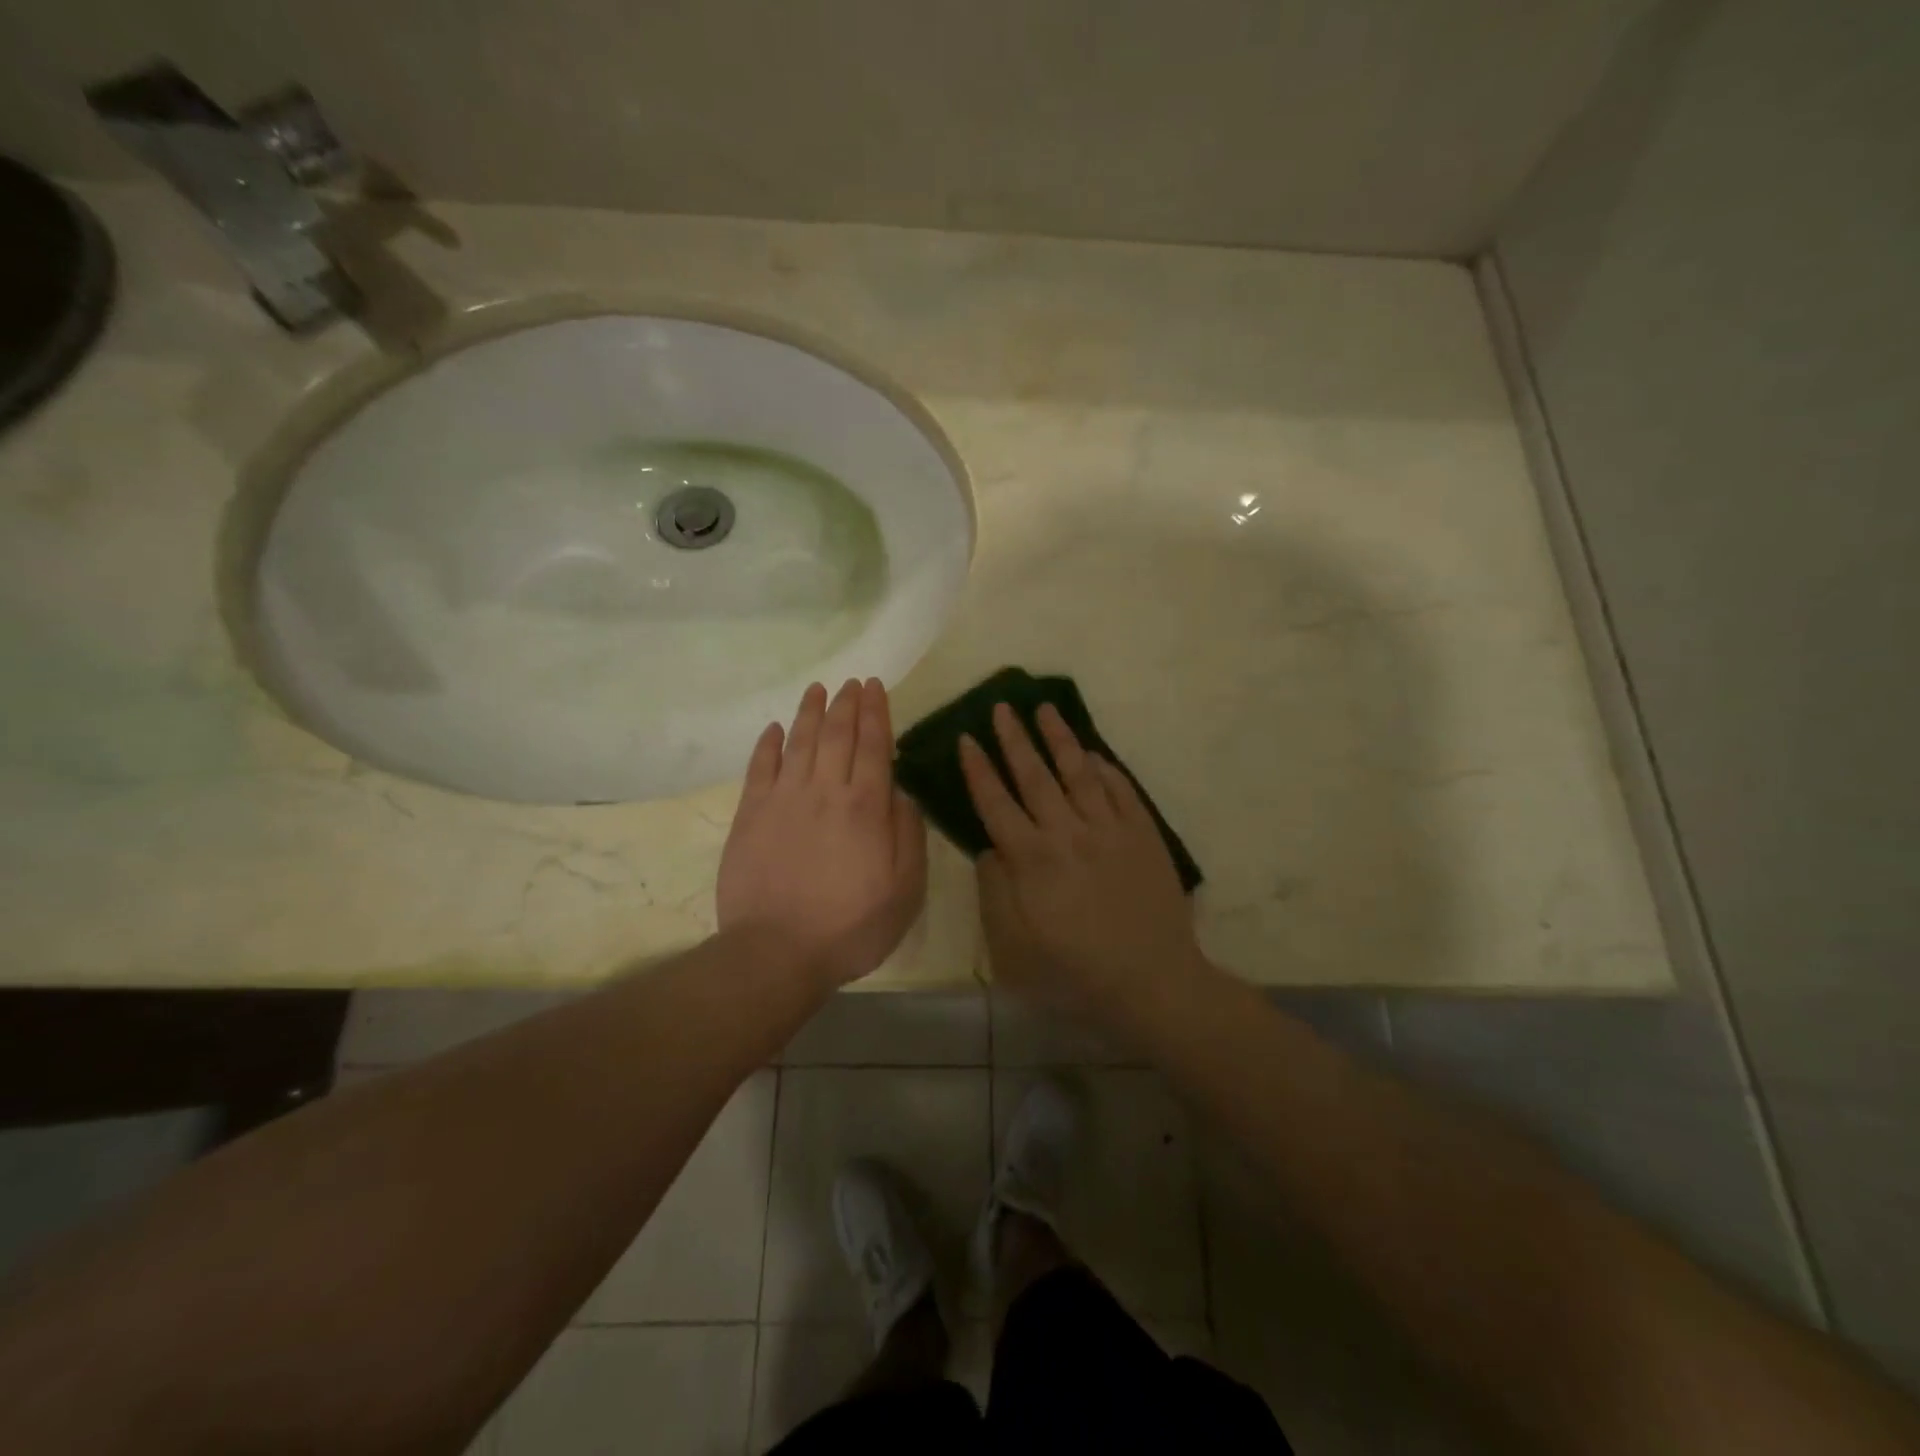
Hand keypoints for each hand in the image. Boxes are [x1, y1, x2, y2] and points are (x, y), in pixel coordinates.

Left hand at [718, 679, 927, 988]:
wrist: (776, 952)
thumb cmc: (851, 926)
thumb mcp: (905, 890)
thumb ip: (908, 835)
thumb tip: (901, 793)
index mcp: (865, 806)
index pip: (873, 745)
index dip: (876, 713)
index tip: (875, 687)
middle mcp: (825, 791)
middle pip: (837, 735)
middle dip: (847, 704)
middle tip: (852, 683)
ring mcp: (783, 799)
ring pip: (799, 742)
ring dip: (810, 713)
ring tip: (818, 689)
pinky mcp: (751, 814)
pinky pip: (760, 767)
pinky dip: (768, 744)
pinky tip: (774, 728)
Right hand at [959, 701, 1205, 1022]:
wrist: (1154, 983)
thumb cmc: (1076, 972)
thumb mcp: (1014, 948)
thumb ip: (995, 892)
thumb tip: (991, 849)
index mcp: (1033, 859)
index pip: (996, 802)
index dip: (978, 769)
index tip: (967, 738)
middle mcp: (1068, 832)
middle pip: (1035, 776)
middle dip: (1015, 739)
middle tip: (1002, 706)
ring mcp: (1110, 829)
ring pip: (1080, 772)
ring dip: (1060, 738)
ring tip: (1045, 709)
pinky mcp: (1144, 835)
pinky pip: (1122, 790)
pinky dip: (1106, 768)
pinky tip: (1095, 754)